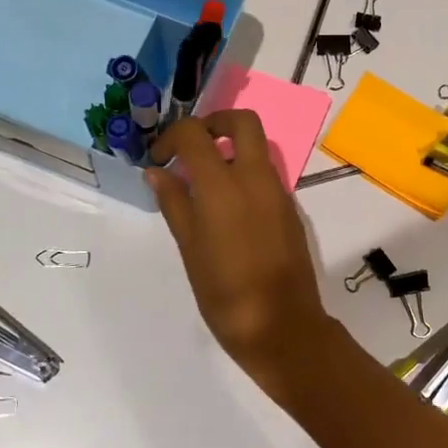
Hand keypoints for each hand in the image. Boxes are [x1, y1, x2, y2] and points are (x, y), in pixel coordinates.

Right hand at [147, 112, 346, 399]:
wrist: (282, 326)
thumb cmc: (225, 293)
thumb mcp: (190, 248)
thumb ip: (174, 202)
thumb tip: (157, 171)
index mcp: (223, 185)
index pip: (195, 134)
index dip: (171, 137)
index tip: (159, 159)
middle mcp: (255, 177)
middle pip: (242, 121)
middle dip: (214, 122)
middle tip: (191, 147)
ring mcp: (278, 190)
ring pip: (257, 146)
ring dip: (230, 147)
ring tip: (203, 180)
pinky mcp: (290, 207)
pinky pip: (266, 173)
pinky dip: (245, 172)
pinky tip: (227, 206)